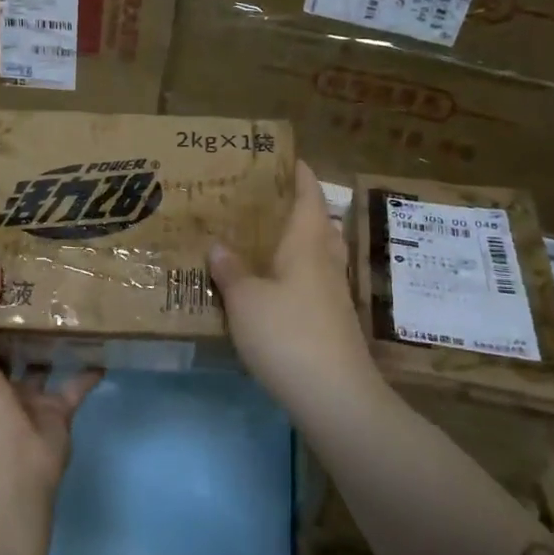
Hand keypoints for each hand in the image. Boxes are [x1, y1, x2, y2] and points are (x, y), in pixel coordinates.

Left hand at [0, 253, 101, 510]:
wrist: (10, 478)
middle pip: (2, 340)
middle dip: (14, 312)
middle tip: (33, 270)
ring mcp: (25, 397)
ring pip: (39, 358)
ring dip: (51, 334)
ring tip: (68, 295)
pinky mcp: (57, 411)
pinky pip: (75, 383)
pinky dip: (89, 366)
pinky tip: (102, 338)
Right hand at [208, 160, 380, 411]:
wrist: (334, 396)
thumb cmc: (287, 335)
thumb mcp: (245, 300)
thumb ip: (230, 270)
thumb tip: (218, 244)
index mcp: (308, 244)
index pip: (308, 196)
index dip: (299, 174)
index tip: (283, 158)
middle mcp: (326, 261)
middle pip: (318, 222)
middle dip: (296, 207)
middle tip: (262, 200)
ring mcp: (333, 294)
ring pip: (318, 254)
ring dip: (297, 241)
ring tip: (263, 238)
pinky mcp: (332, 321)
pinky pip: (312, 282)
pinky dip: (294, 273)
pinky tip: (272, 286)